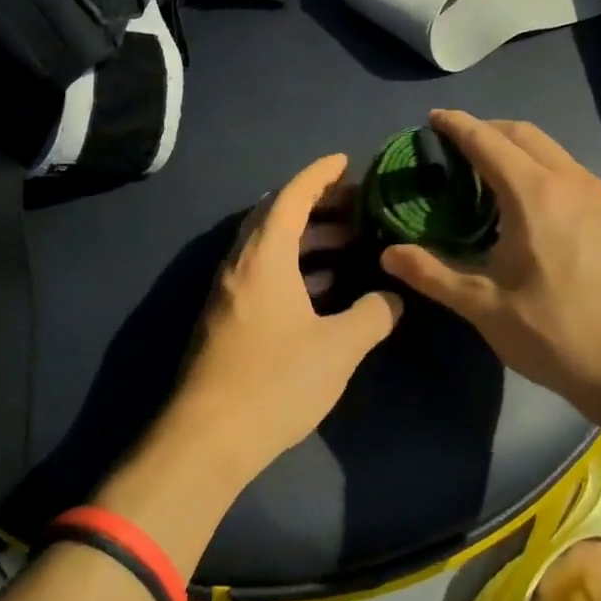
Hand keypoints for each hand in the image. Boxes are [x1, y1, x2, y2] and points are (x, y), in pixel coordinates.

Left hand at [170, 154, 403, 481]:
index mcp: (264, 256)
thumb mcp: (338, 348)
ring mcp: (230, 292)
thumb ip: (372, 315)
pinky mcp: (228, 319)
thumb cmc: (275, 381)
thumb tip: (393, 297)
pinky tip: (324, 288)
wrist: (207, 439)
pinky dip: (295, 267)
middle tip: (358, 206)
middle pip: (278, 216)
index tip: (346, 161)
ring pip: (271, 247)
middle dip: (318, 205)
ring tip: (351, 243)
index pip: (291, 196)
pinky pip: (264, 273)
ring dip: (308, 239)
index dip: (320, 174)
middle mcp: (241, 264)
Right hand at [380, 110, 600, 415]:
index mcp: (534, 195)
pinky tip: (533, 206)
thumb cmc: (557, 335)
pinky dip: (543, 169)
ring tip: (490, 174)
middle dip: (487, 129)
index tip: (432, 119)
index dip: (456, 126)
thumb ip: (432, 273)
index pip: (487, 141)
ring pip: (552, 150)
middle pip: (523, 133)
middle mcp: (571, 182)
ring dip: (517, 148)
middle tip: (456, 146)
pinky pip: (572, 173)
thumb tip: (387, 254)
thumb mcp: (485, 308)